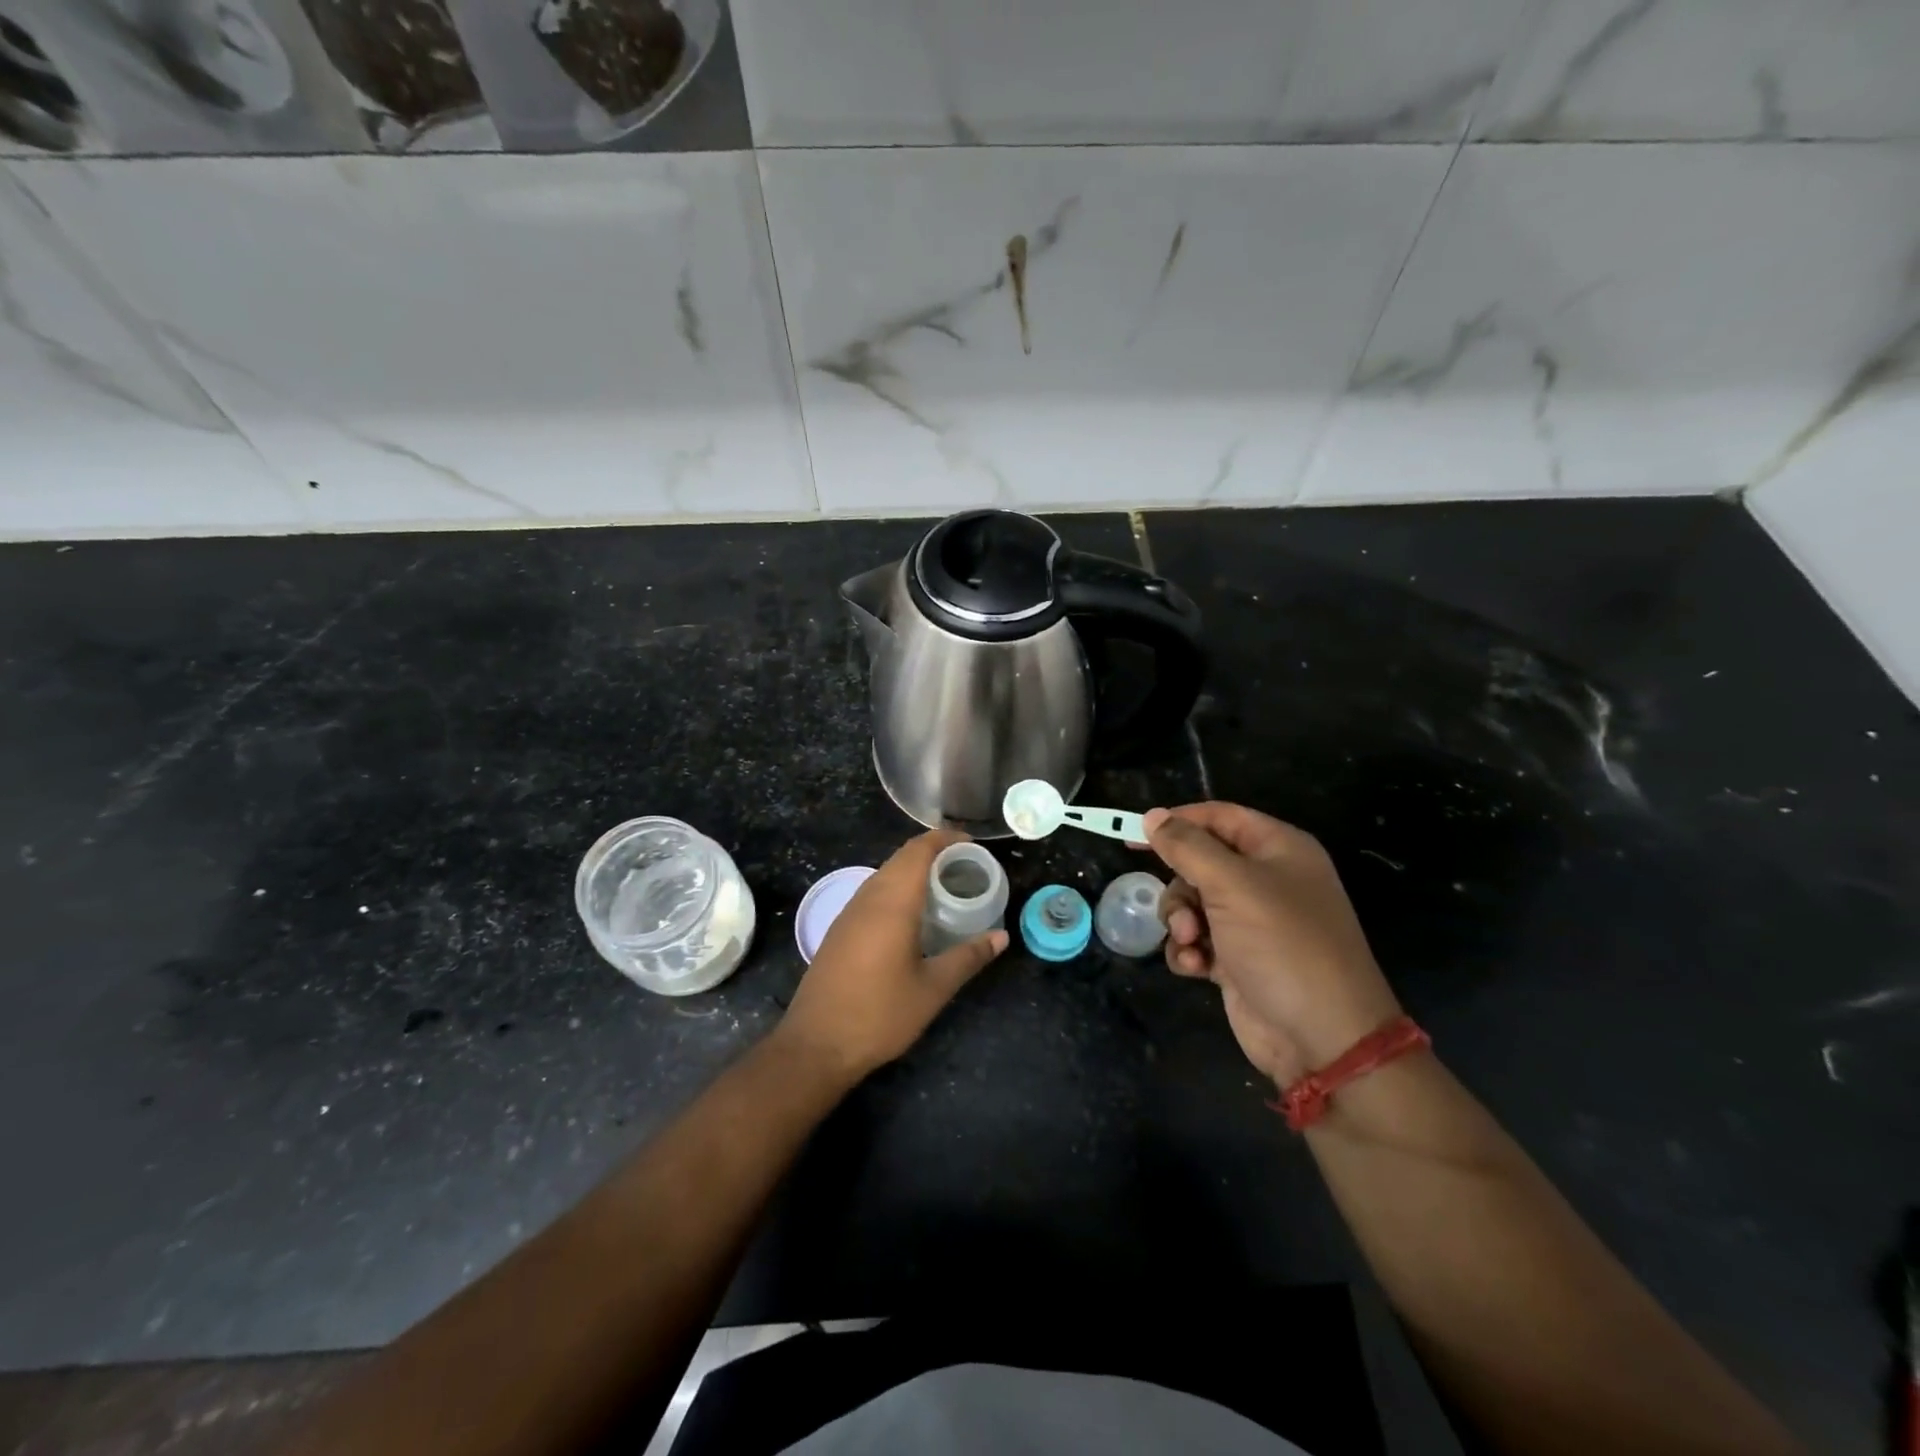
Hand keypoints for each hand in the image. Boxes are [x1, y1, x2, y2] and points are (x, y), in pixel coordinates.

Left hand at [776, 829, 1008, 1082]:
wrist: (815, 1045)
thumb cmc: (879, 1014)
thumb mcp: (932, 989)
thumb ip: (968, 957)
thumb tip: (1002, 937)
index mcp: (892, 903)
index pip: (918, 850)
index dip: (945, 839)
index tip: (972, 844)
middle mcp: (868, 898)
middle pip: (901, 858)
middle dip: (933, 853)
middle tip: (966, 867)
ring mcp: (849, 913)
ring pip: (885, 874)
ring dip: (913, 871)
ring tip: (945, 887)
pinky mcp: (840, 929)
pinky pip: (873, 893)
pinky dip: (898, 889)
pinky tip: (913, 915)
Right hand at [1145, 803, 1402, 1087]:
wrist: (1322, 1038)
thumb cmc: (1282, 945)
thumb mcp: (1232, 885)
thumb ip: (1187, 847)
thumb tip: (1153, 816)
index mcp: (1279, 849)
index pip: (1219, 817)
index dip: (1177, 822)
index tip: (1134, 835)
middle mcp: (1267, 880)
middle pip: (1200, 862)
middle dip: (1180, 886)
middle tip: (1180, 909)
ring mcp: (1253, 922)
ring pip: (1192, 902)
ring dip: (1180, 921)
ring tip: (1190, 943)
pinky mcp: (1239, 958)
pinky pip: (1197, 939)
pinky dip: (1188, 950)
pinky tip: (1194, 967)